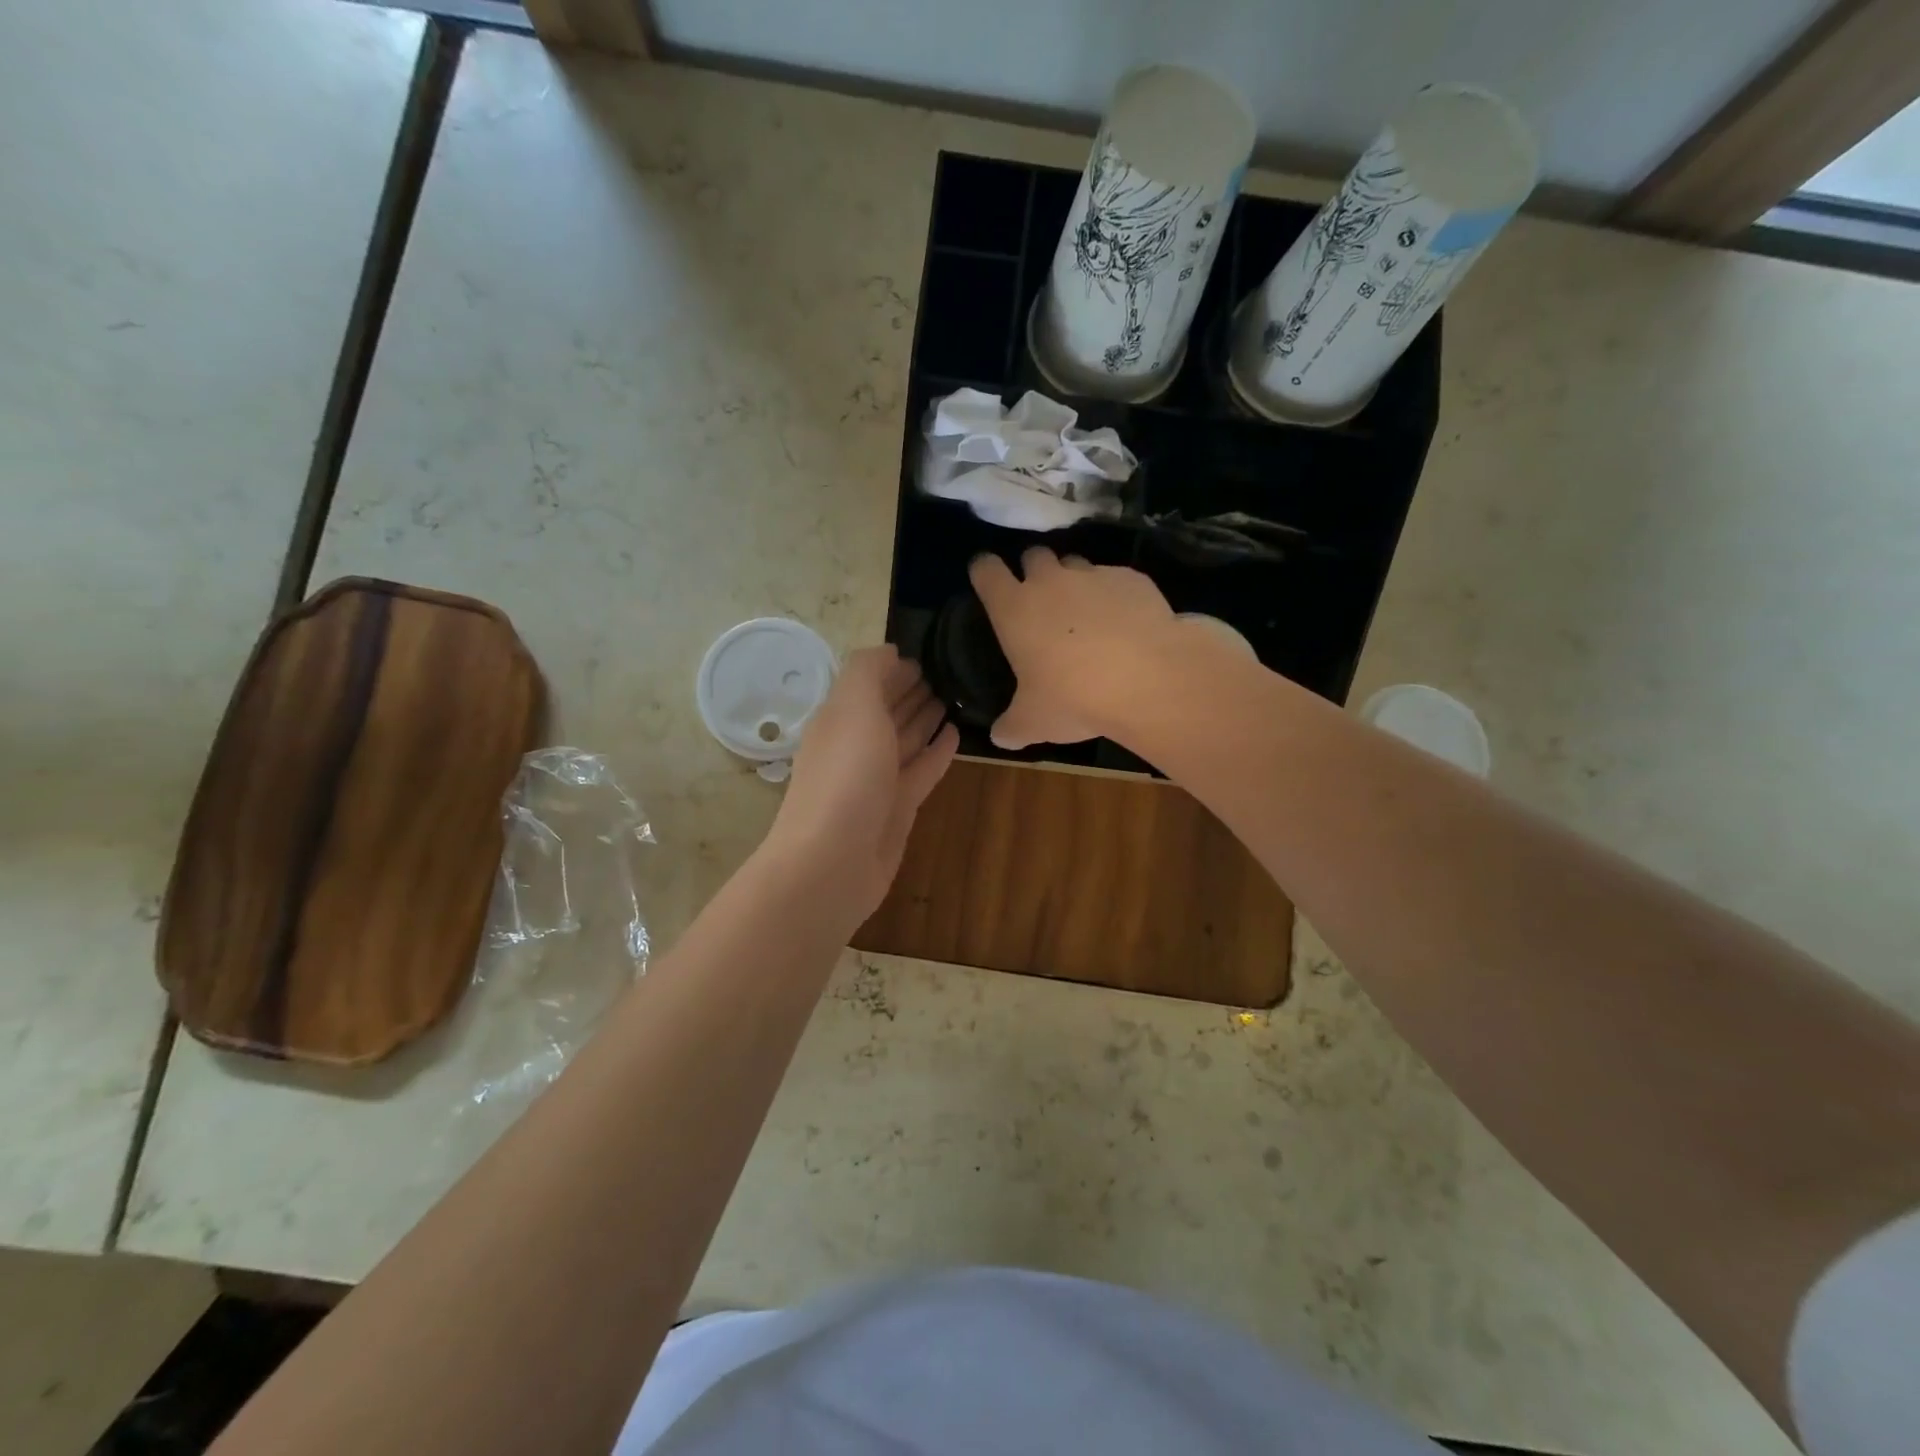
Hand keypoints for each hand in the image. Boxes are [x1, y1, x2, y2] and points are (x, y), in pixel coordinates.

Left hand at [766, 645, 958, 921]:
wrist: (833, 862)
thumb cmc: (845, 777)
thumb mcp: (853, 708)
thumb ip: (868, 672)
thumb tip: (891, 652)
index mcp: (839, 718)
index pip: (869, 683)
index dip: (895, 668)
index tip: (930, 653)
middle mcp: (856, 746)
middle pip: (887, 711)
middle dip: (912, 691)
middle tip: (949, 673)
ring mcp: (877, 780)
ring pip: (906, 740)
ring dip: (926, 718)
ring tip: (956, 697)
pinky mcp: (898, 809)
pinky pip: (921, 771)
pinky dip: (937, 752)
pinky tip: (956, 735)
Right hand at [969, 547, 1181, 749]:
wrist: (1148, 679)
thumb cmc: (1074, 698)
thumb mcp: (1034, 722)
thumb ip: (1011, 727)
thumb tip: (999, 737)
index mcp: (1014, 608)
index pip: (986, 570)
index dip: (984, 570)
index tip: (986, 578)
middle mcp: (1050, 581)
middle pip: (1033, 555)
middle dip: (1033, 570)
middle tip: (1041, 600)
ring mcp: (1093, 575)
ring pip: (1076, 563)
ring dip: (1074, 580)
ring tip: (1086, 613)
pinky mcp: (1132, 579)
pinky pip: (1116, 579)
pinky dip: (1115, 595)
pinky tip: (1126, 623)